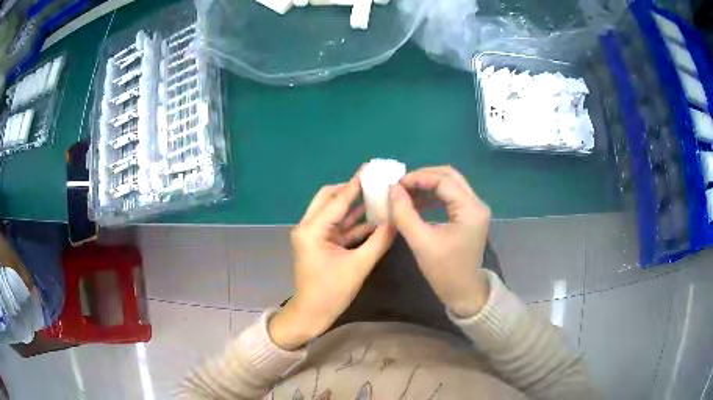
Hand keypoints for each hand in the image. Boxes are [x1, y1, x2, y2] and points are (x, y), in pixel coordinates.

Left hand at [269, 169, 395, 349]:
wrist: (311, 314)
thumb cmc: (331, 292)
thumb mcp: (358, 266)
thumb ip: (379, 241)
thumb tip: (396, 219)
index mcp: (312, 229)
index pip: (338, 200)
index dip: (356, 183)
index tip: (371, 167)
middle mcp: (308, 226)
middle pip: (329, 198)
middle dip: (351, 190)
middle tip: (374, 182)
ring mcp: (313, 235)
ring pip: (333, 211)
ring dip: (353, 205)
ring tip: (376, 194)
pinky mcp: (319, 243)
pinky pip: (337, 226)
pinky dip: (352, 222)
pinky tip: (372, 218)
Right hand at [390, 166, 490, 317]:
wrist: (463, 293)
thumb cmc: (445, 271)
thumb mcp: (421, 242)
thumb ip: (405, 213)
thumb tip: (392, 189)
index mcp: (471, 209)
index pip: (443, 180)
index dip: (418, 178)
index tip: (395, 184)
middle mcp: (476, 203)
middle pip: (449, 176)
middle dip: (423, 177)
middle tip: (400, 185)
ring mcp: (474, 209)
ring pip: (450, 185)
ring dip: (427, 186)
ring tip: (405, 193)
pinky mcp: (469, 216)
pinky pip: (450, 197)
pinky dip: (432, 196)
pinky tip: (416, 203)